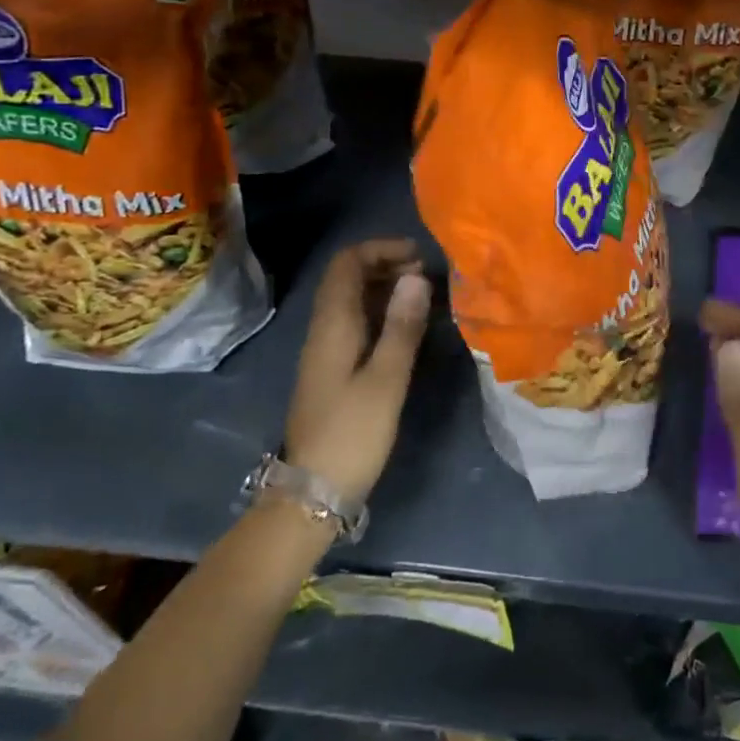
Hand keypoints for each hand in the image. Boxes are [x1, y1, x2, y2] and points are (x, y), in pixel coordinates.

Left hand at [284, 239, 431, 506]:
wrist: (312, 492)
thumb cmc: (352, 433)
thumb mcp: (386, 379)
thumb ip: (403, 326)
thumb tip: (417, 276)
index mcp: (333, 325)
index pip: (347, 263)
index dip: (380, 249)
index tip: (419, 255)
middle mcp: (324, 330)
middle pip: (347, 278)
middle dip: (386, 265)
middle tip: (427, 275)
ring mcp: (326, 350)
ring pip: (352, 301)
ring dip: (385, 288)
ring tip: (424, 296)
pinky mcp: (333, 370)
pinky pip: (356, 323)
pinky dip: (381, 313)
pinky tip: (407, 328)